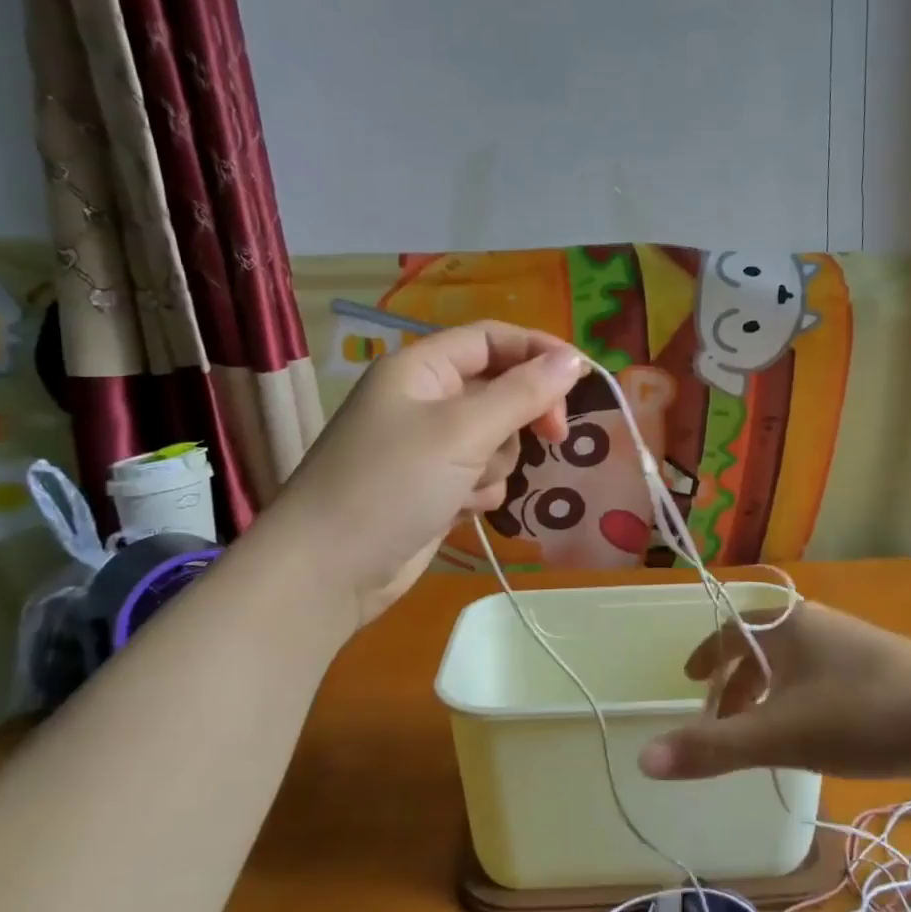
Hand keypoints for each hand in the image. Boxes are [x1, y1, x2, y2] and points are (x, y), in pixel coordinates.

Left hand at [260, 321, 587, 624]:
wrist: (328, 572)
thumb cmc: (391, 484)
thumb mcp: (463, 431)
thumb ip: (523, 393)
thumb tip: (574, 360)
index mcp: (421, 368)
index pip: (492, 339)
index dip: (539, 351)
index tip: (582, 378)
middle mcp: (424, 400)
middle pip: (500, 389)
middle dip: (522, 415)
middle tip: (554, 436)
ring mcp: (427, 447)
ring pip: (496, 438)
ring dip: (496, 462)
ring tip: (467, 485)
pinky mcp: (433, 488)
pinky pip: (481, 475)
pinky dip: (480, 491)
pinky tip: (458, 510)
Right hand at [636, 602, 910, 782]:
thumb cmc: (861, 717)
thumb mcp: (780, 736)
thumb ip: (712, 748)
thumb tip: (644, 759)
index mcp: (787, 624)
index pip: (729, 629)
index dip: (704, 655)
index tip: (688, 680)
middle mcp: (817, 623)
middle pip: (760, 648)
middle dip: (735, 685)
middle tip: (720, 722)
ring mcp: (853, 642)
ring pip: (793, 664)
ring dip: (767, 695)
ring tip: (761, 735)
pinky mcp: (883, 666)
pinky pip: (821, 675)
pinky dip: (799, 699)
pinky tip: (814, 734)